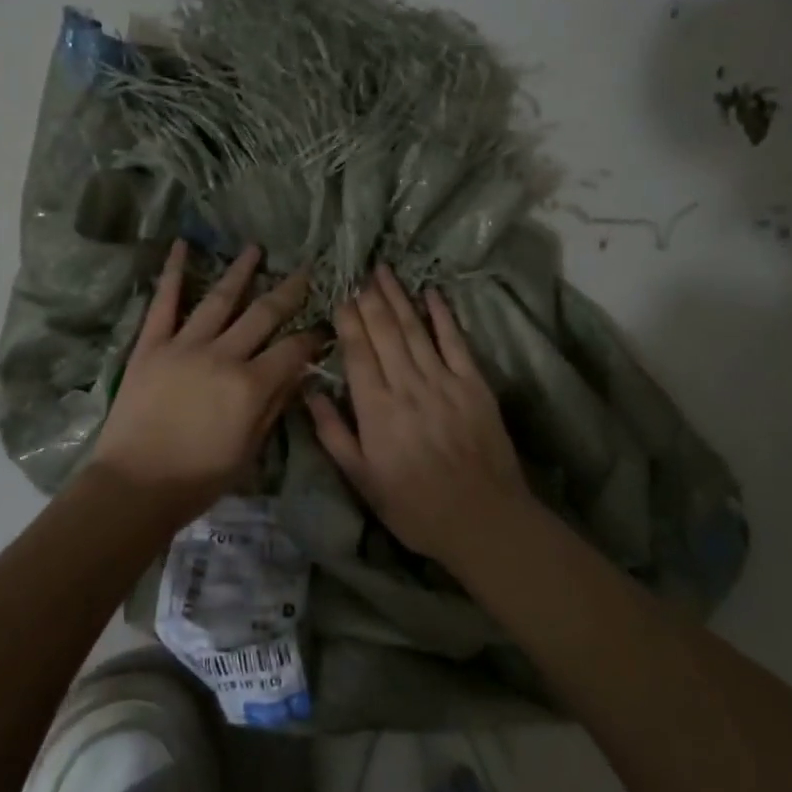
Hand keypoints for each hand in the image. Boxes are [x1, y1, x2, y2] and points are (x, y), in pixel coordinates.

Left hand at [90, 240, 321, 528]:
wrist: (135, 485)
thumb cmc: (198, 479)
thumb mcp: (249, 451)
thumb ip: (273, 407)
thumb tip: (298, 374)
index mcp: (251, 386)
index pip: (292, 350)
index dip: (312, 338)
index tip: (324, 327)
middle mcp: (223, 356)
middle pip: (263, 315)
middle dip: (289, 291)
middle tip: (305, 270)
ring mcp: (184, 345)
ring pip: (219, 299)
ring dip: (240, 272)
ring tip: (255, 249)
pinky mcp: (151, 345)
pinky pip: (164, 302)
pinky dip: (172, 272)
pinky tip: (181, 245)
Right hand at [307, 265, 535, 567]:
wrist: (482, 519)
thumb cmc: (414, 506)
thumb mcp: (362, 479)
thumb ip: (334, 434)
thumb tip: (309, 393)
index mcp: (376, 409)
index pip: (358, 353)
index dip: (348, 321)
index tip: (340, 295)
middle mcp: (407, 386)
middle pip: (385, 332)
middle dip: (371, 300)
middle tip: (360, 272)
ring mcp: (443, 382)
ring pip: (415, 330)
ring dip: (399, 298)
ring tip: (385, 272)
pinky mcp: (474, 385)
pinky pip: (455, 342)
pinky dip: (443, 316)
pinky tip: (432, 294)